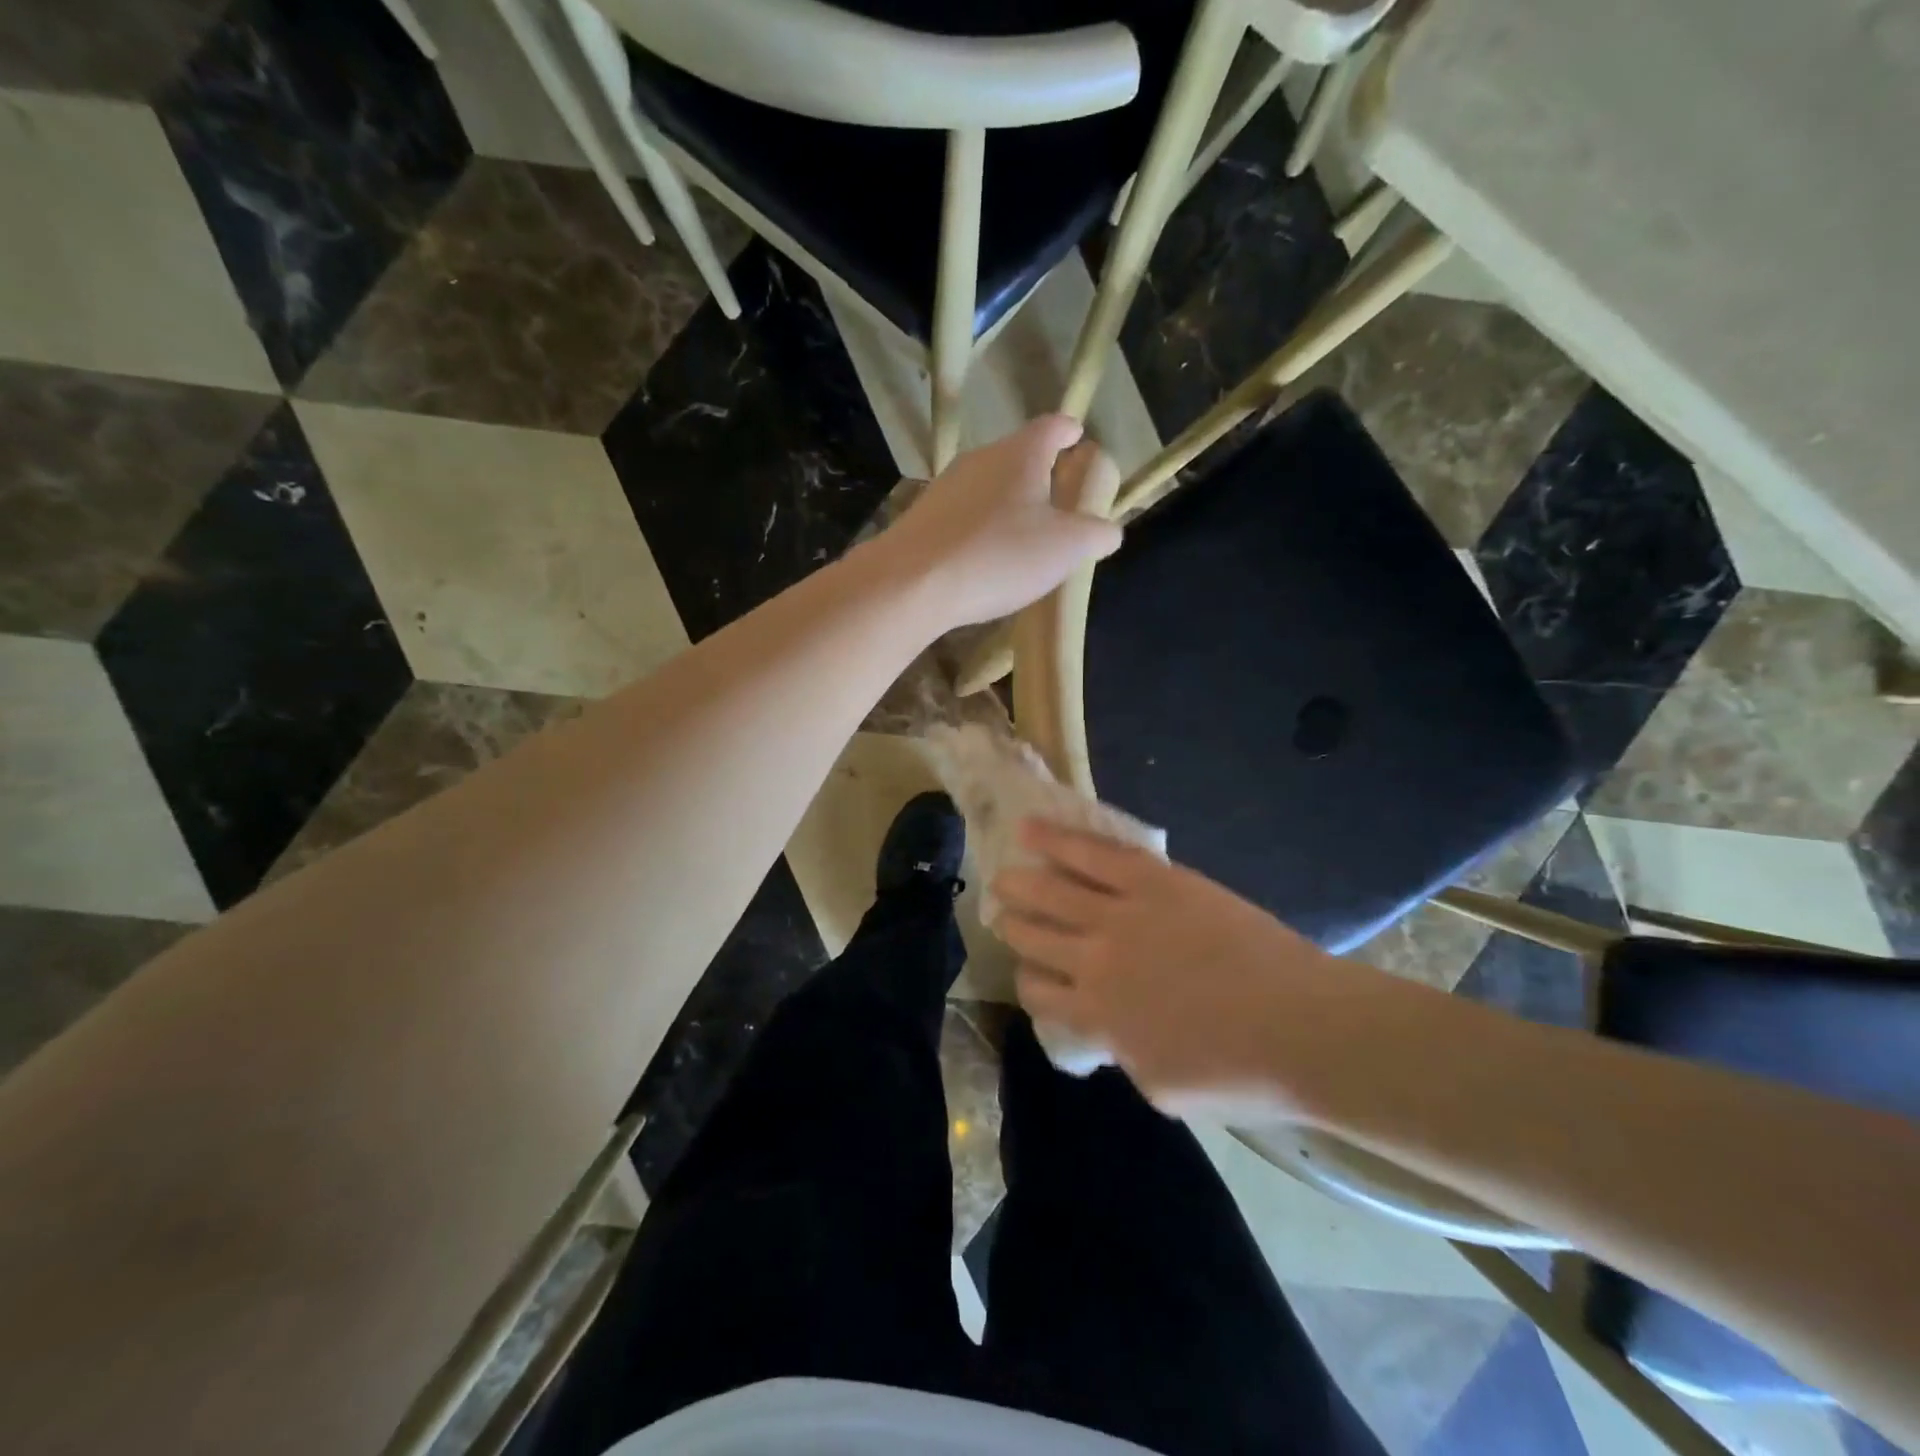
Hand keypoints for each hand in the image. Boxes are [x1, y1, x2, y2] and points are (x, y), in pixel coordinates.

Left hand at [879, 416, 1121, 629]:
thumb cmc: (999, 556)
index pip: (1052, 427)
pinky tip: (983, 554)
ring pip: (986, 484)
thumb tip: (1110, 530)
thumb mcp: (1065, 548)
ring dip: (1006, 501)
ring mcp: (945, 487)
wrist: (912, 583)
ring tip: (1021, 530)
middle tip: (1056, 495)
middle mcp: (980, 459)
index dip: (1069, 431)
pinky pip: (962, 514)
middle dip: (1038, 471)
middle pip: (1016, 455)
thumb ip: (1095, 534)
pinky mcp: (921, 518)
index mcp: (1020, 454)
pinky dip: (979, 526)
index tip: (1078, 436)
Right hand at [994, 819, 1351, 1113]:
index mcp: (1096, 1017)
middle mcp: (1095, 962)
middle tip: (1003, 916)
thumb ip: (1122, 1051)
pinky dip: (1056, 839)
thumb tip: (1111, 1029)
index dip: (1028, 980)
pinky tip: (1029, 830)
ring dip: (1020, 884)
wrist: (1305, 1028)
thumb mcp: (1162, 1086)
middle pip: (1034, 938)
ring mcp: (1122, 915)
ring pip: (1052, 892)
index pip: (1038, 992)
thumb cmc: (1241, 1072)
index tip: (1032, 973)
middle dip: (1013, 926)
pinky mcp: (1152, 880)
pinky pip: (1092, 853)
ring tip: (1003, 877)